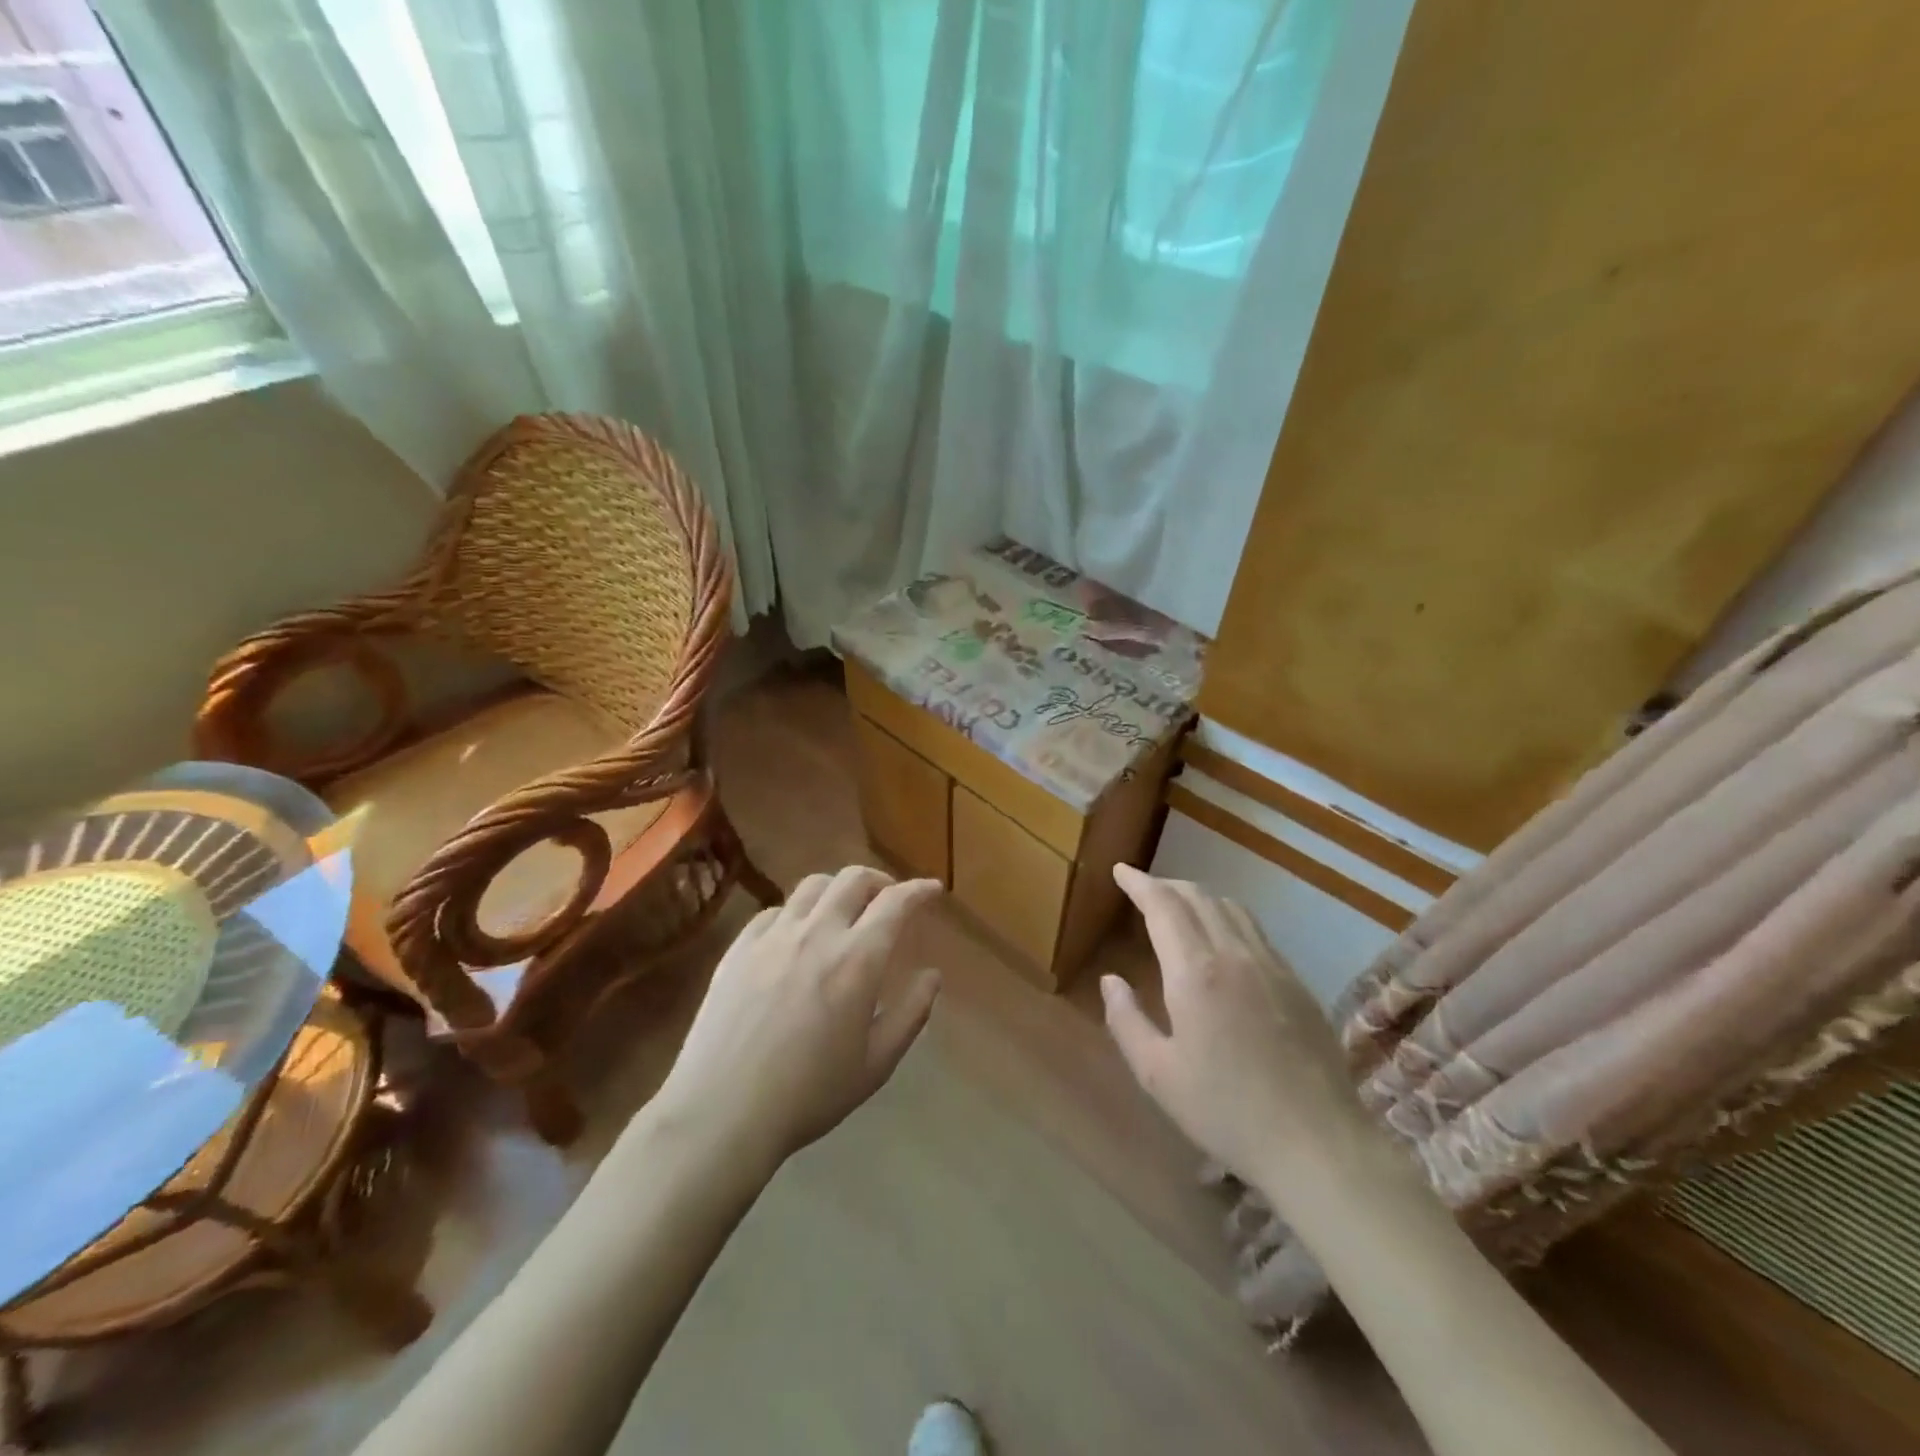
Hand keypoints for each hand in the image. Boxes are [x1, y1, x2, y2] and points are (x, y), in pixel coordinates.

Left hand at [652, 866, 941, 1171]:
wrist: (721, 1111)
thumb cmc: (808, 1094)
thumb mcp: (875, 1065)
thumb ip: (911, 1014)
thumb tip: (932, 976)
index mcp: (857, 960)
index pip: (896, 903)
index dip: (919, 890)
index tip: (932, 889)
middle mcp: (817, 933)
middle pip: (854, 879)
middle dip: (880, 881)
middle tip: (890, 899)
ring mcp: (773, 936)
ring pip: (812, 886)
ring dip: (838, 889)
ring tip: (844, 911)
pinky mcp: (739, 948)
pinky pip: (775, 911)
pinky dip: (798, 912)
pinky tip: (796, 936)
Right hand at [1102, 865, 1370, 1195]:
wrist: (1317, 1144)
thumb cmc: (1226, 1111)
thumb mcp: (1158, 1074)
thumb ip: (1126, 1021)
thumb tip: (1111, 981)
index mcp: (1195, 972)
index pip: (1163, 905)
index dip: (1139, 883)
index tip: (1120, 871)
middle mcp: (1234, 954)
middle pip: (1198, 897)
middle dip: (1166, 885)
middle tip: (1142, 888)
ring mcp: (1272, 966)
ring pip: (1231, 908)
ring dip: (1199, 897)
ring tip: (1179, 907)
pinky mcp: (1297, 984)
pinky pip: (1256, 931)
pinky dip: (1228, 918)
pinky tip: (1222, 942)